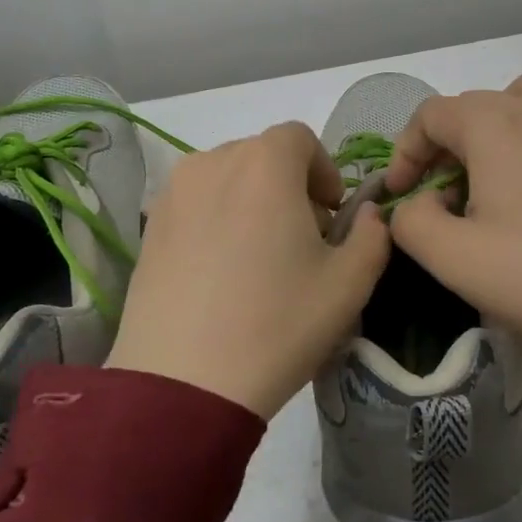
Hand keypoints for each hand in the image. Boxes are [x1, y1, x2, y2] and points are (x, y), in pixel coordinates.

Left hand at [107, 122, 390, 417]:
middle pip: (262, 155)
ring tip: (258, 257)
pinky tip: (220, 272)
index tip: (330, 214)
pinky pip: (195, 203)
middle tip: (301, 240)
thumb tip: (368, 215)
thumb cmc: (277, 324)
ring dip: (251, 200)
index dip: (323, 170)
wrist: (183, 383)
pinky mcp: (149, 226)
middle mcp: (214, 162)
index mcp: (265, 164)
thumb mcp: (349, 284)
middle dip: (290, 186)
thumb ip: (373, 236)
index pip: (300, 138)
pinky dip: (216, 218)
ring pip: (226, 178)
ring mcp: (174, 193)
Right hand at [384, 70, 521, 346]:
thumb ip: (412, 221)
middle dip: (445, 147)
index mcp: (494, 125)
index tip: (402, 194)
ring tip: (496, 169)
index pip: (430, 116)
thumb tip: (416, 202)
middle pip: (473, 107)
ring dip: (498, 124)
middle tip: (444, 196)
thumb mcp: (453, 258)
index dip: (406, 153)